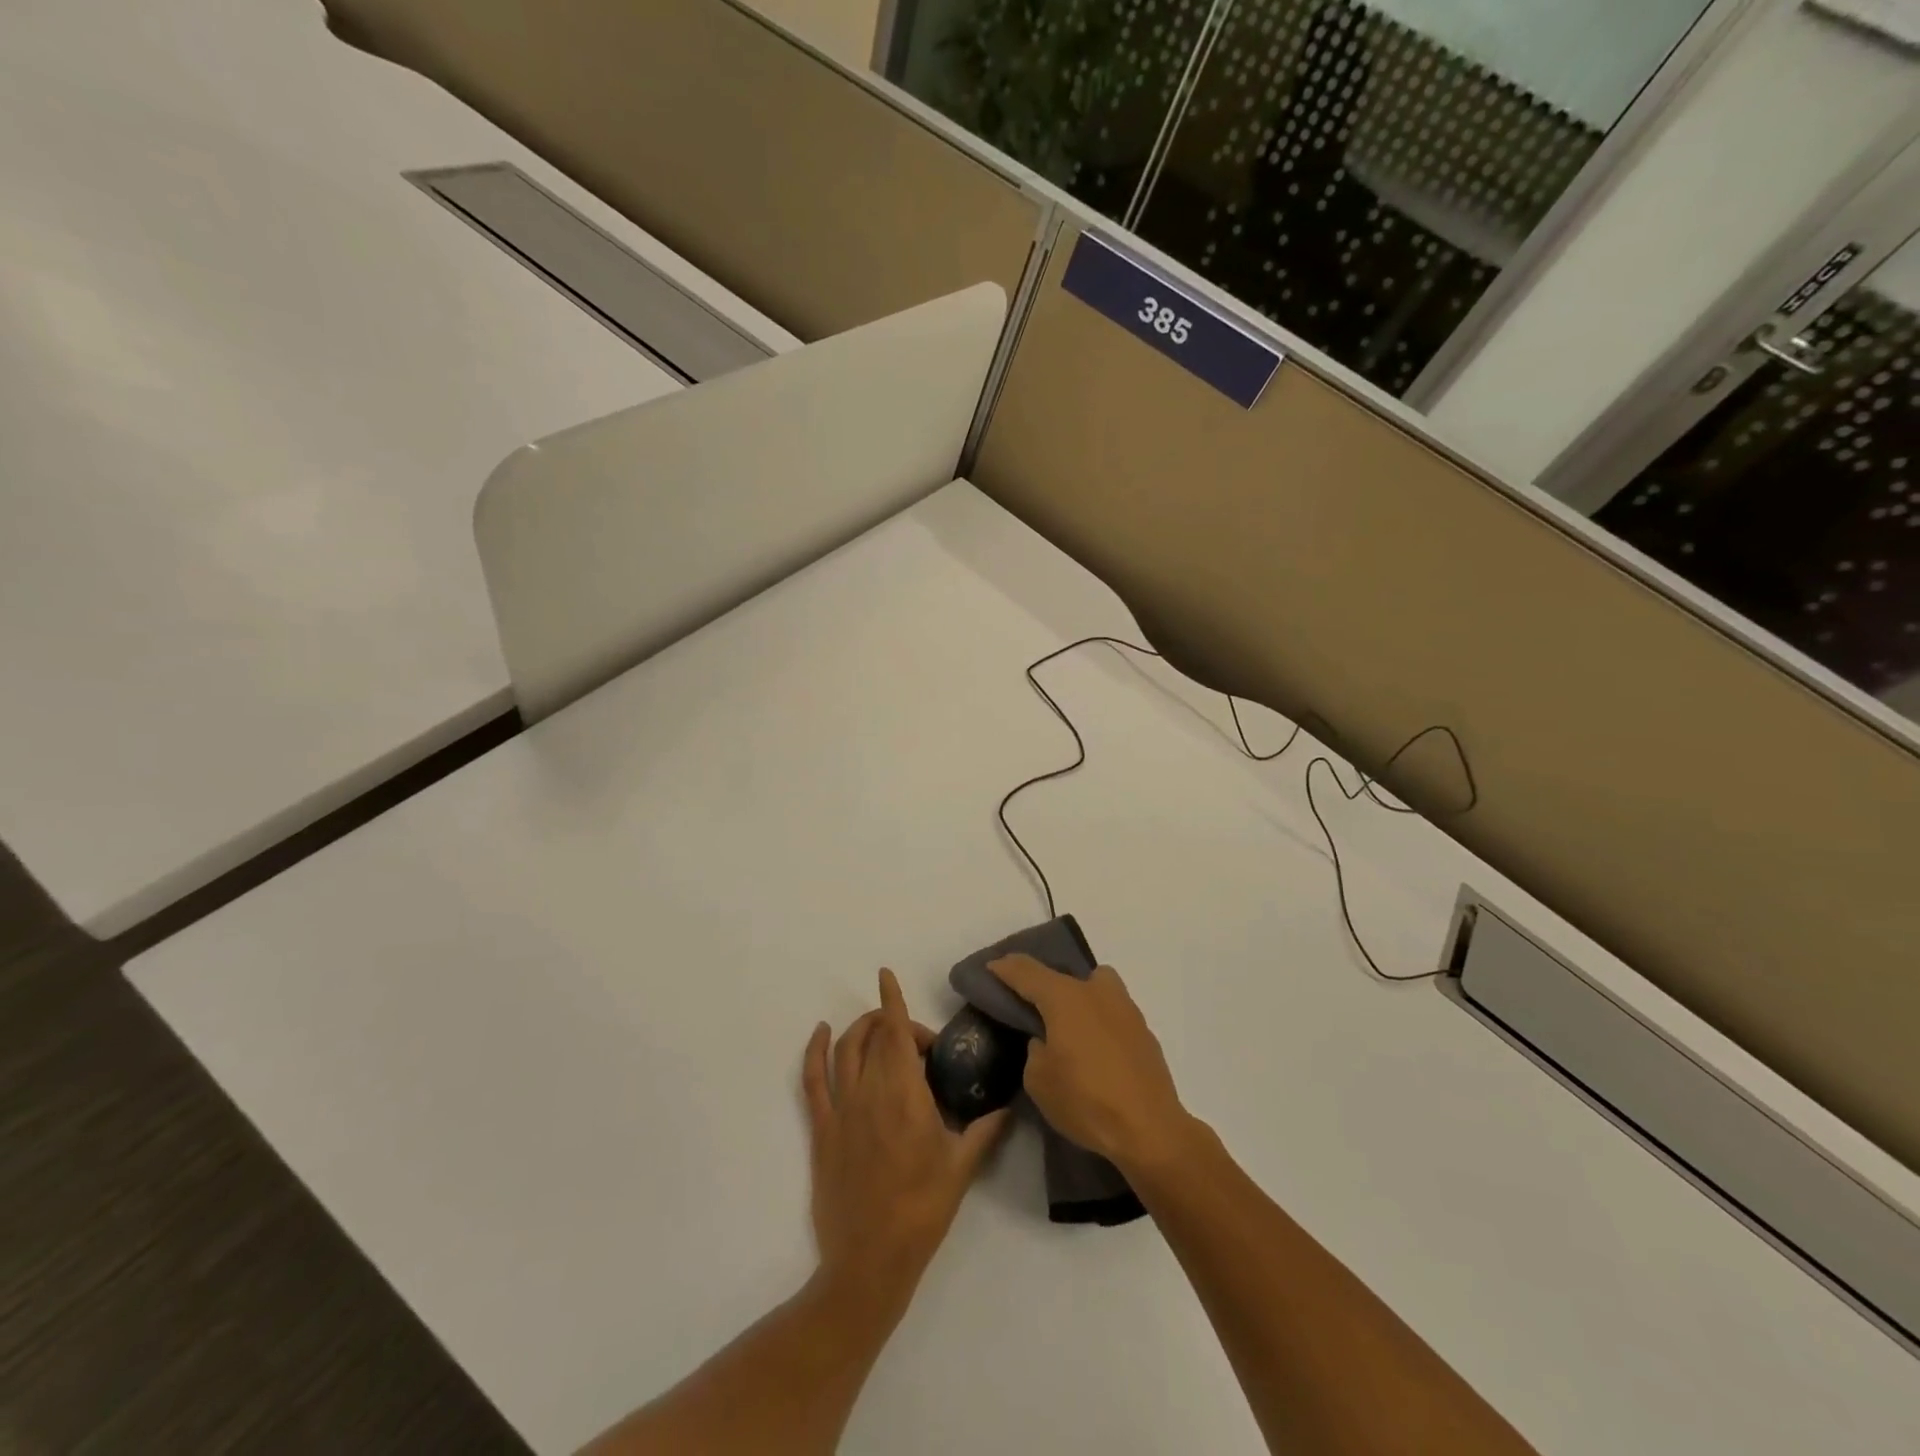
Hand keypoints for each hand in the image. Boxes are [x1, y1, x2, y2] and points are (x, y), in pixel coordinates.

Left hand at [803, 969, 1010, 1318]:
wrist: (870, 1261)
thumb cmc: (922, 1211)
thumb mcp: (962, 1168)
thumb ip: (986, 1129)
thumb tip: (1010, 1104)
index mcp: (905, 1095)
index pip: (896, 1033)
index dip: (892, 1000)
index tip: (886, 974)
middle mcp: (870, 1091)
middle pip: (875, 1036)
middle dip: (895, 1024)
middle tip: (920, 1047)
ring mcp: (841, 1109)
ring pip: (845, 1048)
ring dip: (861, 1029)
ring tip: (880, 1029)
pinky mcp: (821, 1128)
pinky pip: (813, 1078)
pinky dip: (815, 1049)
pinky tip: (821, 1034)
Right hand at [987, 955, 1193, 1175]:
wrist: (1150, 1129)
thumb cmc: (1086, 1101)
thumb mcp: (1038, 1080)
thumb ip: (1035, 1050)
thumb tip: (1046, 1041)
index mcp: (1065, 997)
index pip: (1026, 971)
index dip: (1005, 968)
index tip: (991, 969)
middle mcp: (1096, 992)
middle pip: (1064, 974)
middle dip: (1044, 984)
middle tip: (1031, 1006)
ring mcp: (1125, 1009)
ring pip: (1096, 987)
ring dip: (1078, 998)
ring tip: (1068, 1028)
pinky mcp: (1144, 1032)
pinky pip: (1112, 1013)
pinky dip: (1099, 1022)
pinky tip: (1095, 1051)